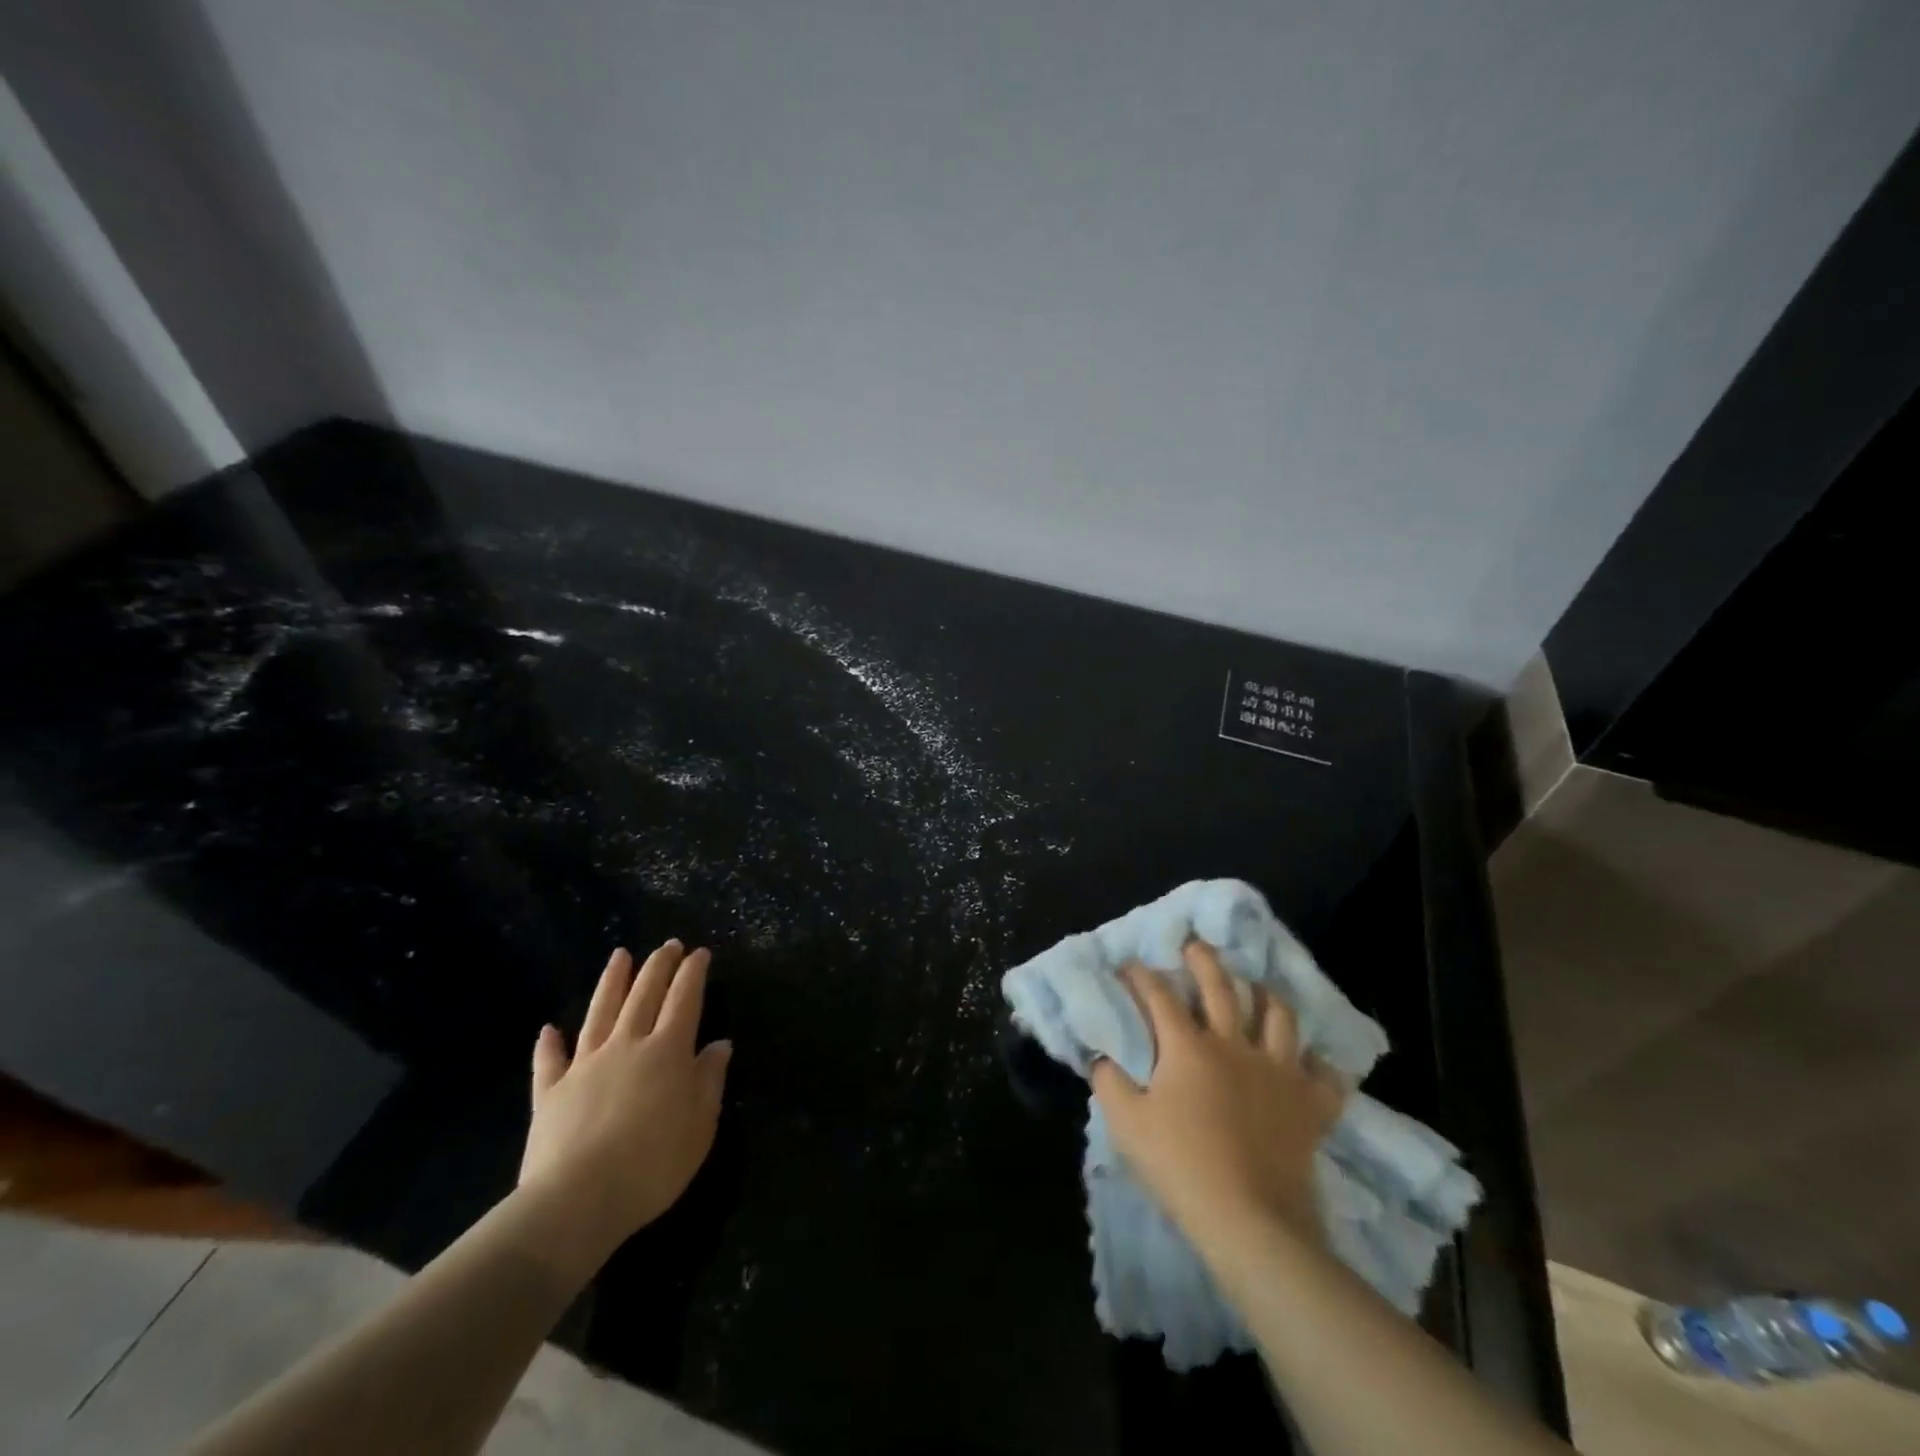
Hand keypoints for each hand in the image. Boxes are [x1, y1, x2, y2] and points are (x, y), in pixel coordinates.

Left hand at [518, 941, 731, 1263]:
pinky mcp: (550, 1092)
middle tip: (668, 944)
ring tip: (620, 955)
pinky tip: (549, 1028)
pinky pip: (549, 1060)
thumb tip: (719, 1044)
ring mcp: (585, 1065)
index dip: (693, 973)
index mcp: (667, 1051)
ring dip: (612, 981)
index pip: (684, 999)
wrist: (576, 1201)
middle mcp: (627, 1045)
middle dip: (658, 966)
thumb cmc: (652, 1164)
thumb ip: (709, 1080)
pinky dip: (549, 1043)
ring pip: (600, 1012)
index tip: (700, 952)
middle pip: (644, 995)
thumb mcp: (700, 1125)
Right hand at [1092, 939, 1345, 1256]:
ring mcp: (1278, 1072)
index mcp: (1188, 1047)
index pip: (1159, 996)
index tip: (1129, 964)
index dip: (1140, 976)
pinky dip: (1320, 1065)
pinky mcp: (1310, 1105)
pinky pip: (1325, 1076)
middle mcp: (1234, 1045)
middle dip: (1204, 960)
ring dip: (1267, 996)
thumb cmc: (1181, 1166)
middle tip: (1196, 945)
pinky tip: (1313, 1062)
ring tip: (1258, 988)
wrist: (1251, 1221)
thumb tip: (1102, 1055)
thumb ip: (1109, 1082)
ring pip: (1279, 1017)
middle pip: (1221, 988)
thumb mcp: (1127, 1124)